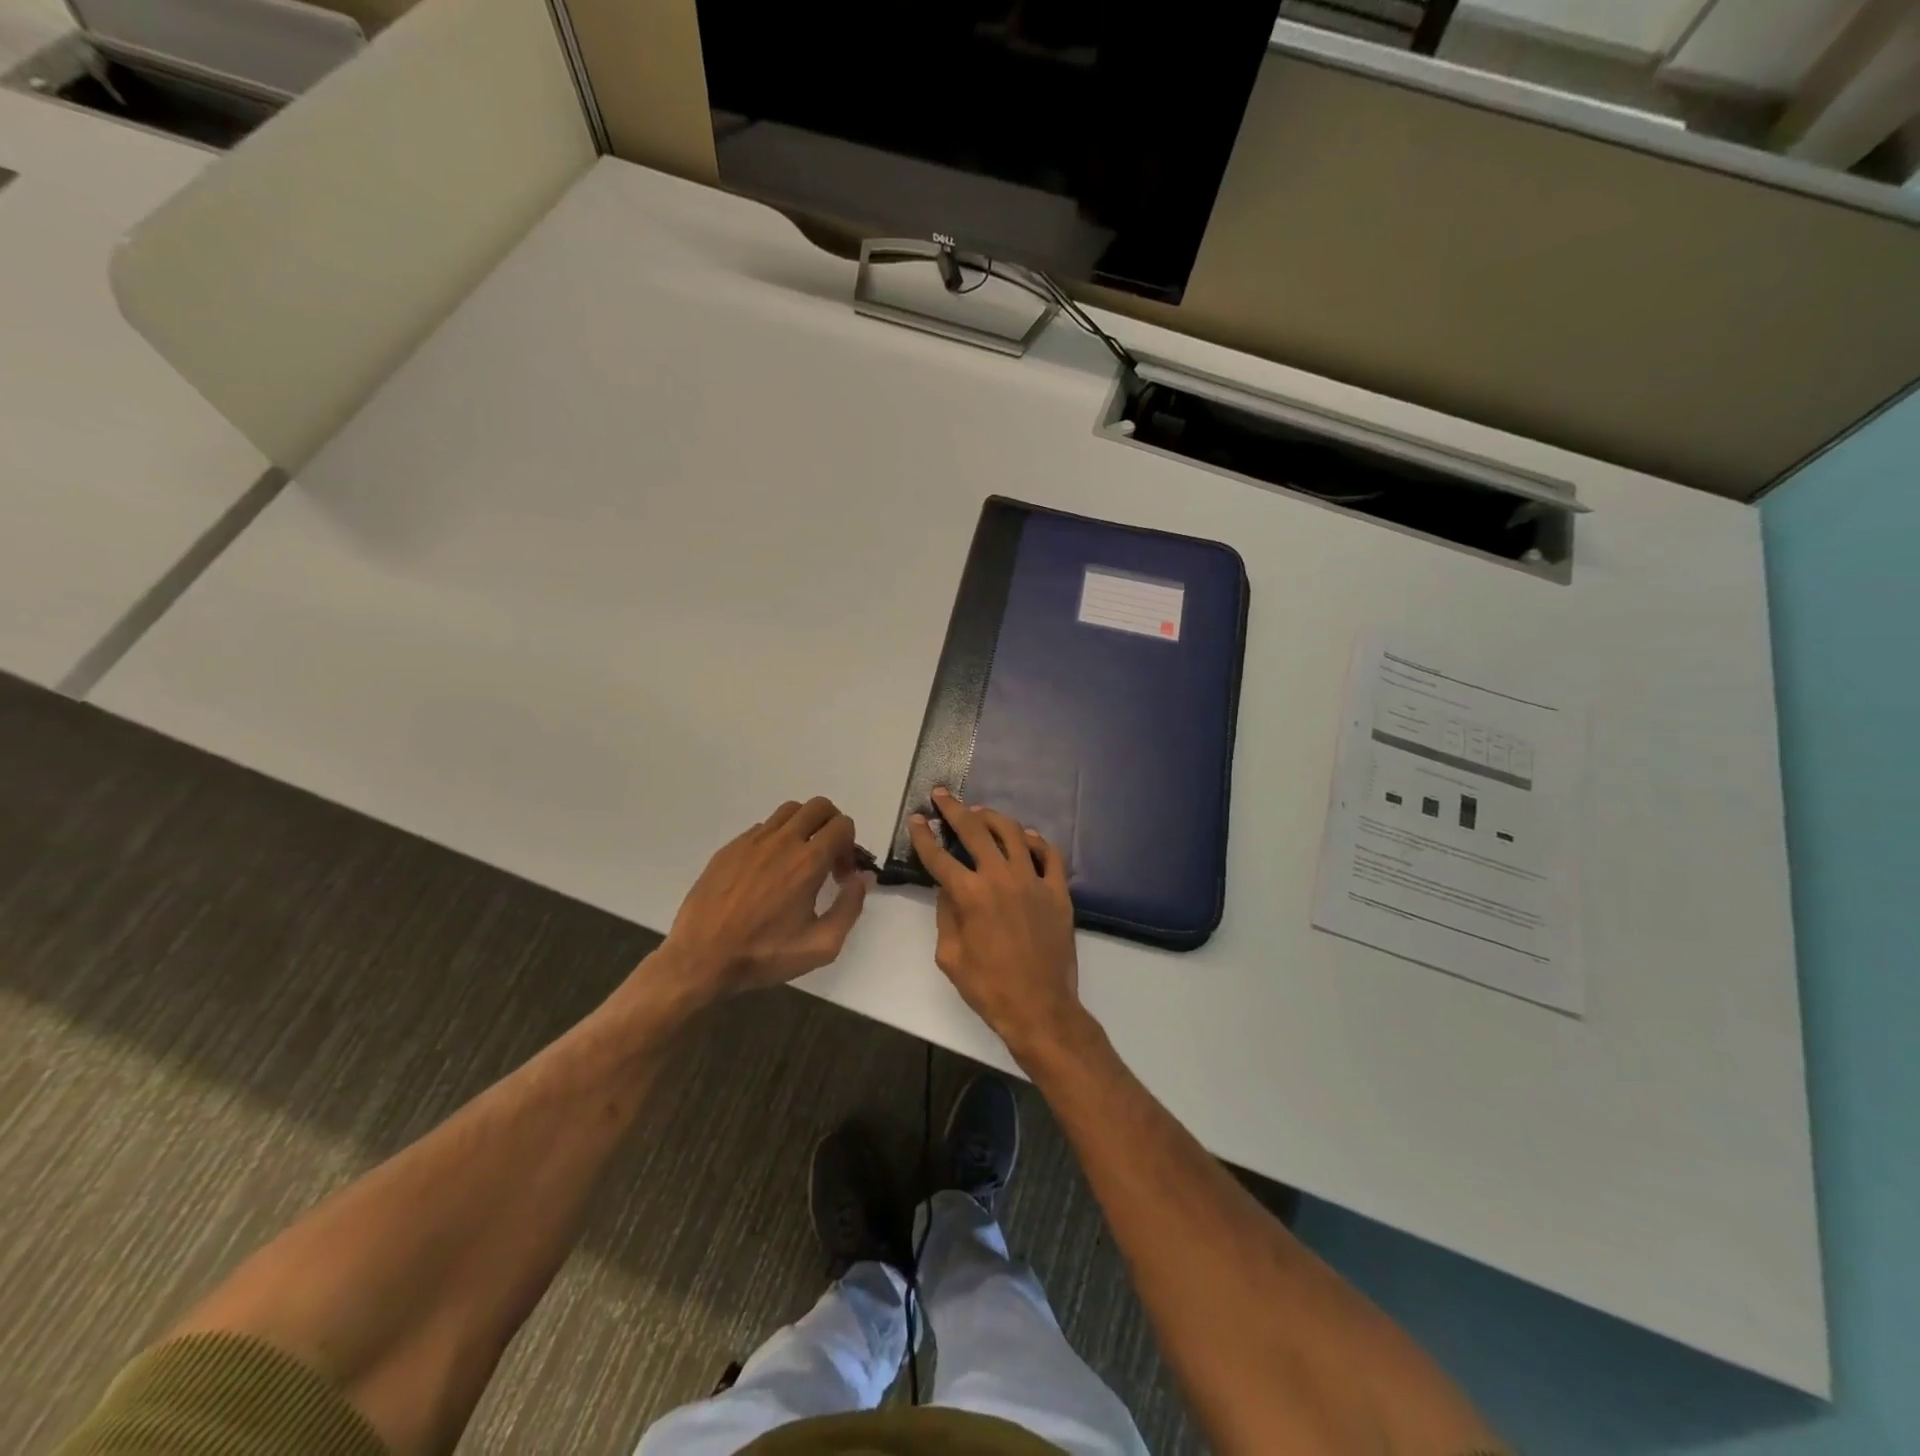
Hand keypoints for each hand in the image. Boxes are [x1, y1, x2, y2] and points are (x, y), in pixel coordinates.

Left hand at [656, 796, 870, 1002]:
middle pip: (819, 806)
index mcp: (808, 862)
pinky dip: (776, 839)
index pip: (842, 825)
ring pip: (789, 811)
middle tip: (827, 857)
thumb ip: (850, 907)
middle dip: (832, 826)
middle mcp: (782, 841)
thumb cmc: (764, 955)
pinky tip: (768, 871)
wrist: (701, 959)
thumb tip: (860, 879)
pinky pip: (762, 828)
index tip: (840, 875)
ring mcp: (752, 841)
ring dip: (804, 826)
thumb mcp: (821, 945)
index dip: (850, 847)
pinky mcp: (730, 848)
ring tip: (799, 859)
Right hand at [909, 786, 1083, 1058]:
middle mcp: (1001, 878)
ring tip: (980, 813)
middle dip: (955, 810)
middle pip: (975, 831)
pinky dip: (1035, 841)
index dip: (924, 836)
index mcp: (970, 896)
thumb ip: (946, 916)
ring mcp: (1033, 881)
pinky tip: (1025, 838)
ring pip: (1012, 834)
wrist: (1040, 1008)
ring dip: (993, 818)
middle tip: (943, 795)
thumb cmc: (988, 988)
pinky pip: (1049, 854)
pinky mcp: (1058, 891)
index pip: (940, 857)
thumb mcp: (950, 956)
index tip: (917, 819)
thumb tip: (948, 890)